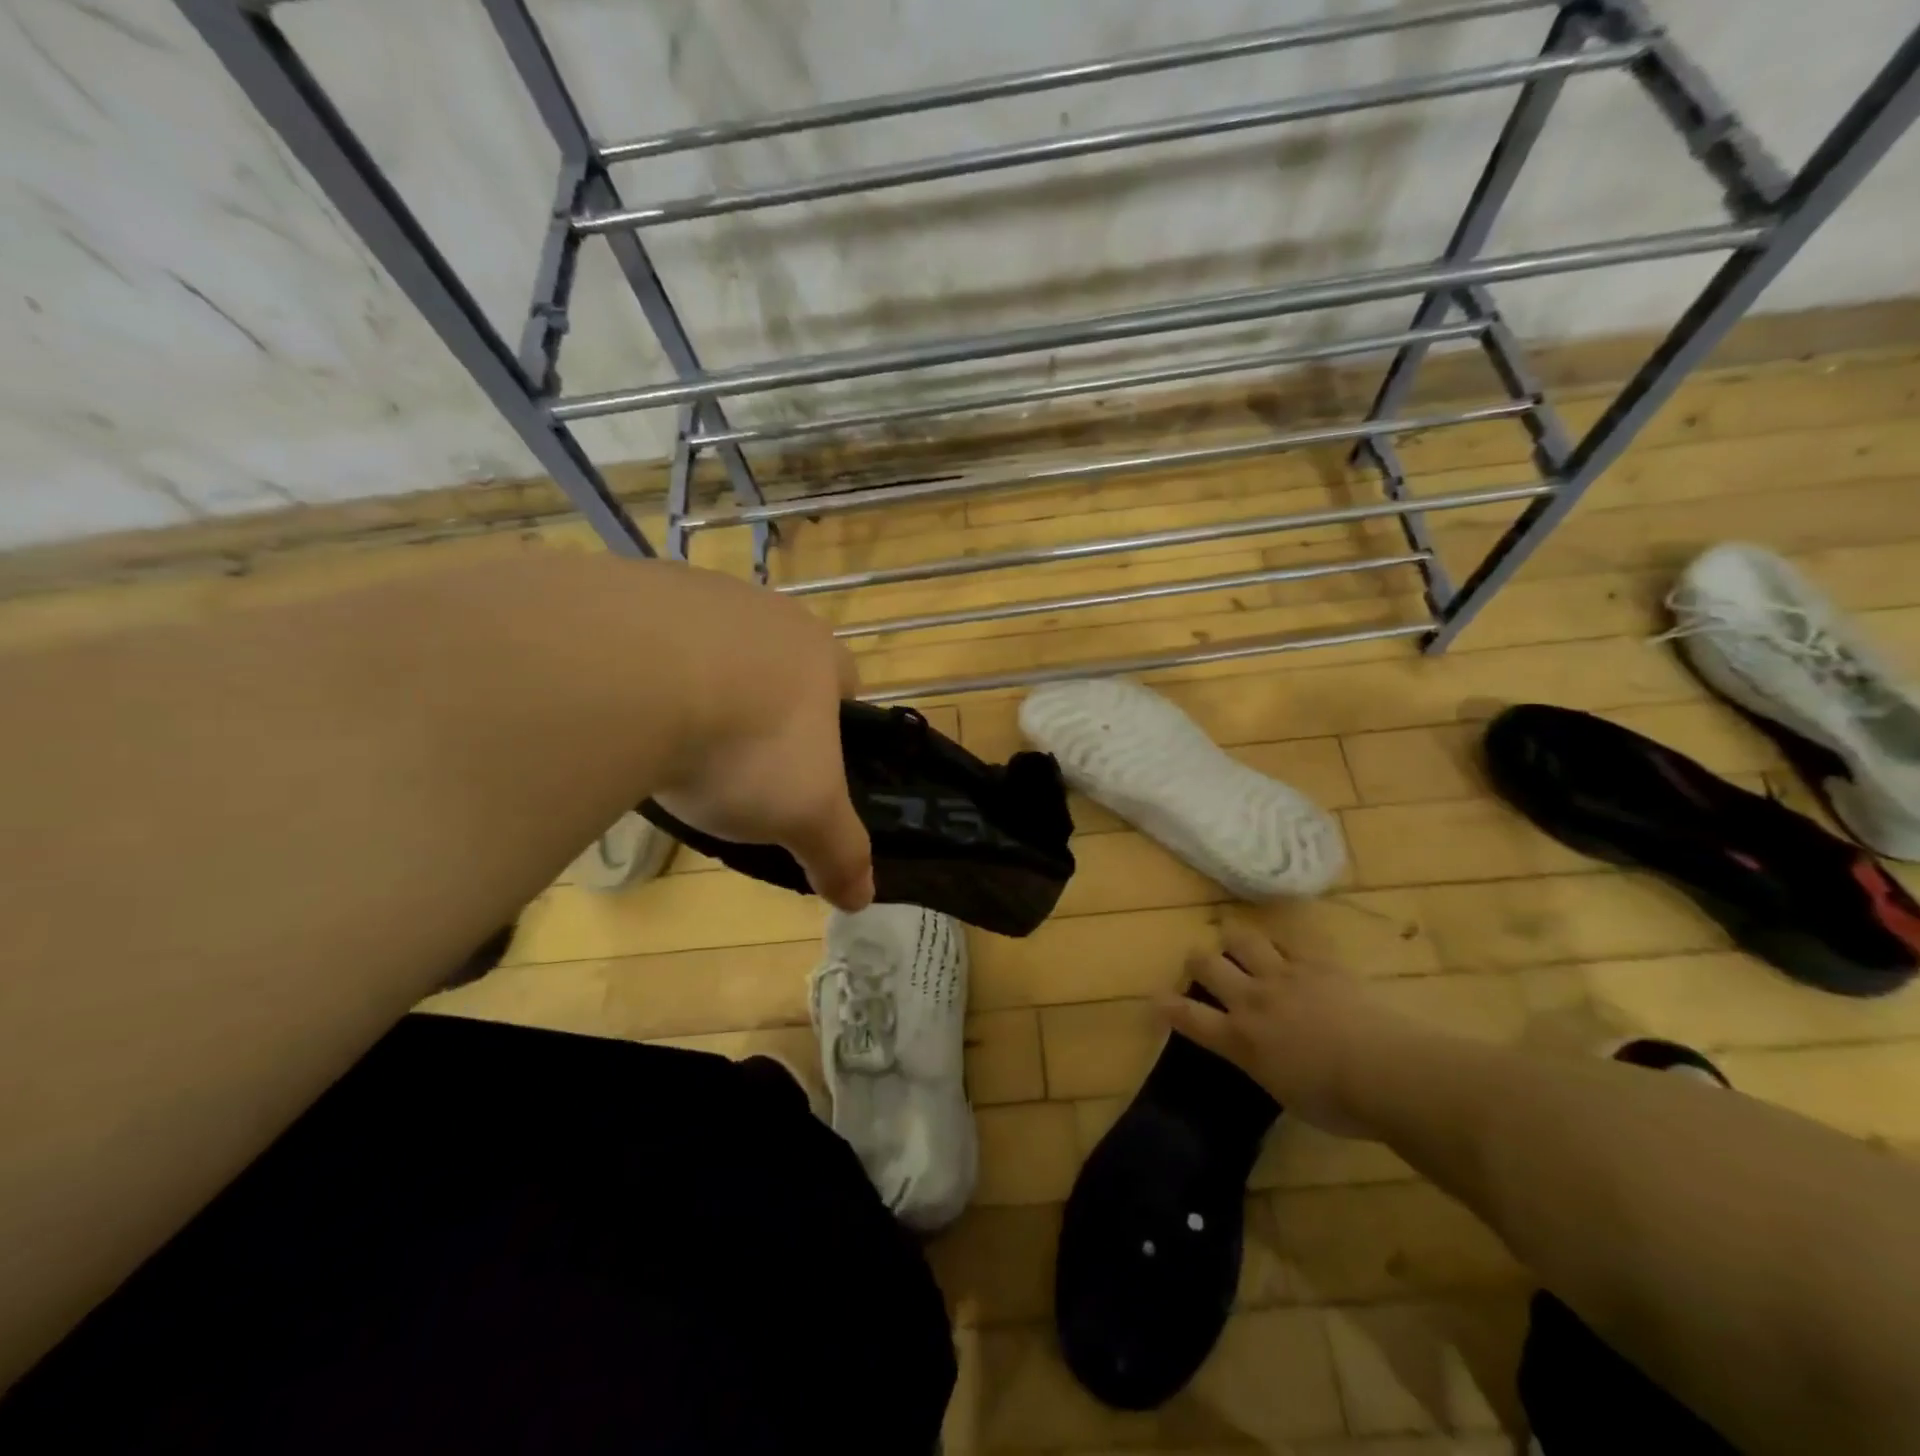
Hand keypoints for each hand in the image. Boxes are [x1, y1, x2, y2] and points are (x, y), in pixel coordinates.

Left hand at [646, 565, 874, 912]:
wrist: (629, 678)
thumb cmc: (746, 744)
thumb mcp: (804, 814)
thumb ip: (839, 852)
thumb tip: (864, 900)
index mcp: (815, 651)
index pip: (844, 680)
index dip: (834, 721)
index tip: (809, 762)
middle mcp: (762, 609)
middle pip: (774, 659)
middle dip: (762, 703)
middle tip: (735, 760)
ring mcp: (691, 590)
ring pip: (707, 643)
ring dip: (697, 682)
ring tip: (667, 739)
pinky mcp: (623, 588)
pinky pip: (639, 634)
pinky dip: (635, 670)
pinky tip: (616, 709)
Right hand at [1161, 921, 1432, 1136]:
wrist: (1386, 1071)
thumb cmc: (1339, 1103)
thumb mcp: (1286, 1094)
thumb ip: (1264, 1065)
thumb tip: (1263, 1056)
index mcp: (1241, 1040)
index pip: (1190, 1017)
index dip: (1168, 1007)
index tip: (1156, 999)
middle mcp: (1252, 1000)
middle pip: (1207, 965)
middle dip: (1198, 961)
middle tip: (1202, 965)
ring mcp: (1283, 975)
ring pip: (1242, 940)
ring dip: (1235, 940)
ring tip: (1239, 944)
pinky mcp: (1316, 962)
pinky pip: (1290, 940)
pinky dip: (1283, 943)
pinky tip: (1288, 946)